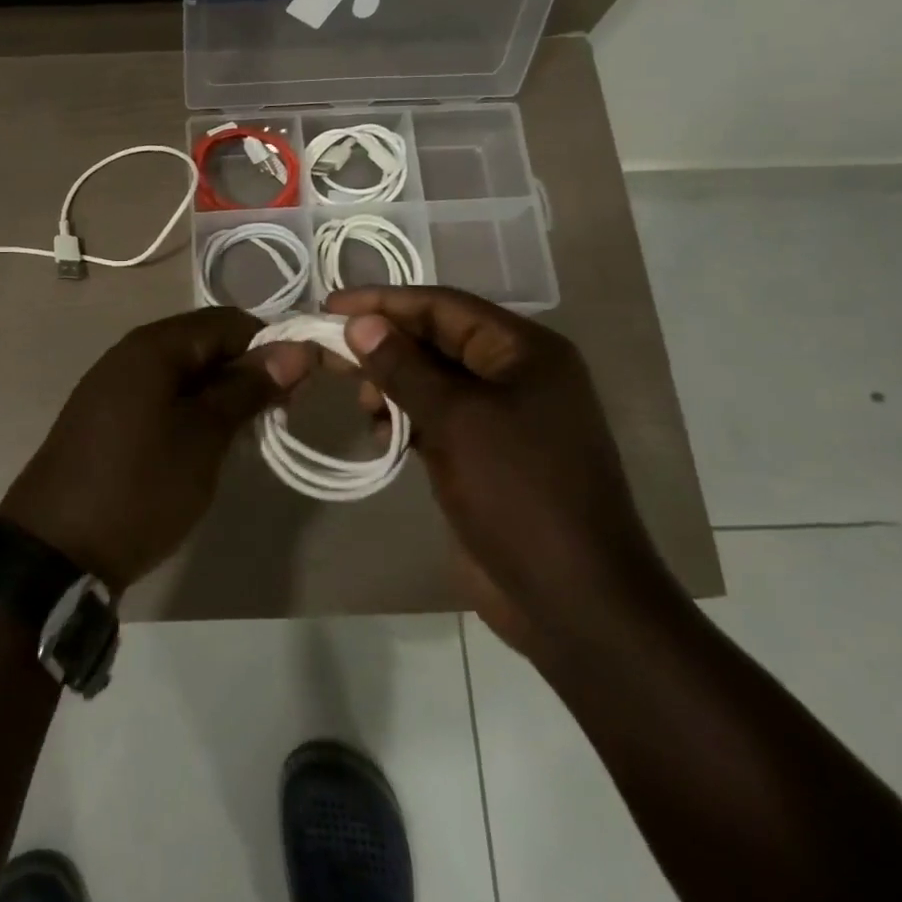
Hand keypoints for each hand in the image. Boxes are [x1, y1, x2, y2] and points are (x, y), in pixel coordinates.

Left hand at [0, 307, 313, 591]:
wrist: (55, 551)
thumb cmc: (140, 486)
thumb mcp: (204, 437)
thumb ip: (247, 388)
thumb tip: (295, 349)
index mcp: (154, 345)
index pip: (229, 321)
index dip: (271, 346)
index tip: (297, 388)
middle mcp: (131, 353)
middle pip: (205, 343)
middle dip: (246, 372)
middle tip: (275, 416)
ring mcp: (113, 384)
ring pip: (184, 372)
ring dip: (220, 394)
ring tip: (246, 434)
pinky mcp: (106, 416)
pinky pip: (161, 396)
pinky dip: (191, 410)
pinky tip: (205, 443)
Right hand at [325, 286, 683, 654]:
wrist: (571, 598)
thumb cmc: (518, 492)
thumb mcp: (455, 420)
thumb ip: (403, 366)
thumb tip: (358, 323)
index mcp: (524, 351)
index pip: (442, 306)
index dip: (383, 302)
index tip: (329, 306)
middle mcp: (516, 374)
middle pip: (436, 339)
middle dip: (384, 345)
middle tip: (331, 357)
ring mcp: (503, 416)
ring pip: (432, 379)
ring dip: (392, 384)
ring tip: (363, 406)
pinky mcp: (486, 453)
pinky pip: (437, 417)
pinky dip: (405, 418)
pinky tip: (379, 432)